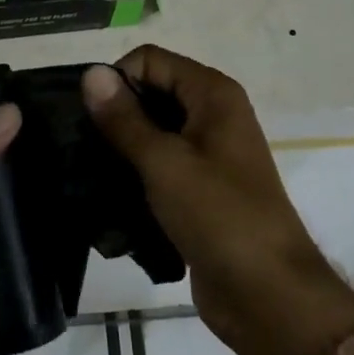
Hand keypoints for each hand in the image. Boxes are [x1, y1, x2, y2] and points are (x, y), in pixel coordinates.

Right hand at [82, 48, 353, 354]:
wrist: (268, 294)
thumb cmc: (219, 216)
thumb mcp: (164, 162)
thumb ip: (124, 119)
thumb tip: (91, 73)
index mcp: (213, 94)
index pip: (150, 60)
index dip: (118, 80)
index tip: (92, 120)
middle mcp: (213, 114)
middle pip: (152, 93)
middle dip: (117, 115)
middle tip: (85, 149)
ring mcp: (209, 153)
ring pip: (153, 132)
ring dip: (123, 149)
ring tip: (93, 175)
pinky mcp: (200, 189)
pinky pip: (160, 166)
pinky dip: (137, 176)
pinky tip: (113, 199)